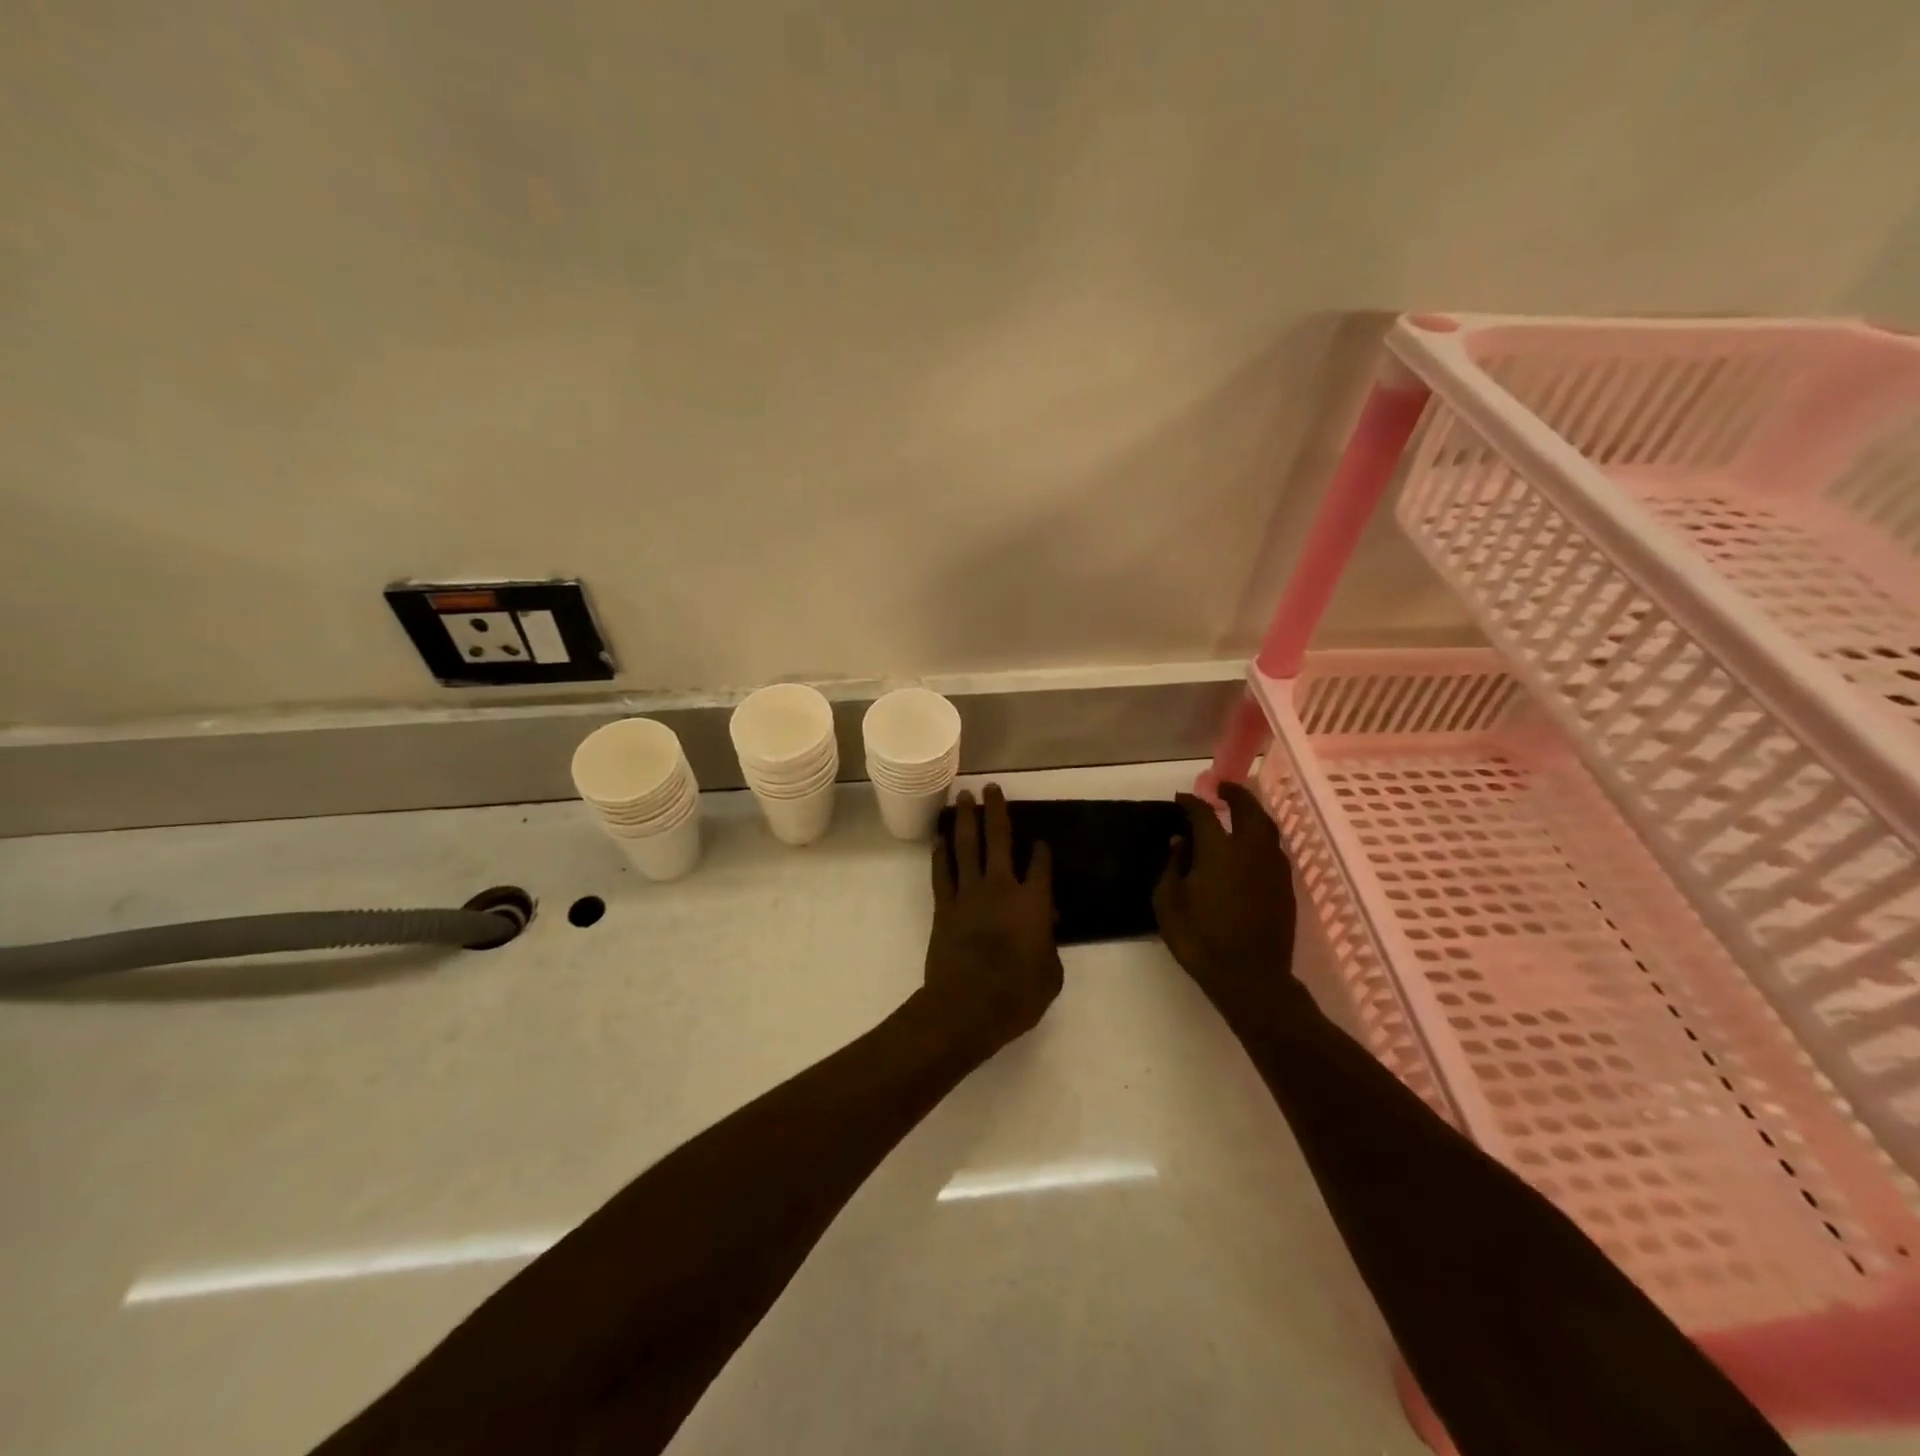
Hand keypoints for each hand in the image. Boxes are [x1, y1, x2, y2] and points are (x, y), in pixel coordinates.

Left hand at [924, 785, 1062, 1051]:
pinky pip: (942, 872)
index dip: (1042, 851)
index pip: (1041, 865)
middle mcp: (1001, 887)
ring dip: (965, 820)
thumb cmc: (1017, 995)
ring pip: (966, 847)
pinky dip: (941, 853)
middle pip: (998, 839)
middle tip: (992, 788)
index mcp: (1033, 902)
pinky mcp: (944, 907)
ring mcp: (968, 894)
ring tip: (963, 797)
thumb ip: (1050, 946)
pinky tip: (941, 838)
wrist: (966, 1007)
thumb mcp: (1051, 974)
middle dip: (996, 811)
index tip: (1041, 842)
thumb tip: (1046, 929)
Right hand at [1153, 782, 1300, 1018]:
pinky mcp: (1286, 886)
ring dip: (1253, 813)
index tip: (1181, 799)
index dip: (1191, 802)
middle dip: (1235, 794)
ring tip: (1239, 811)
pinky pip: (1274, 848)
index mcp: (1219, 850)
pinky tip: (1251, 845)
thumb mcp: (1168, 903)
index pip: (1204, 813)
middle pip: (1248, 809)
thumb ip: (1173, 866)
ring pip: (1267, 827)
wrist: (1251, 978)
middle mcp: (1251, 850)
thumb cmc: (1200, 940)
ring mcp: (1273, 867)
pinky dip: (1261, 836)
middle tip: (1221, 787)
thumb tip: (1180, 841)